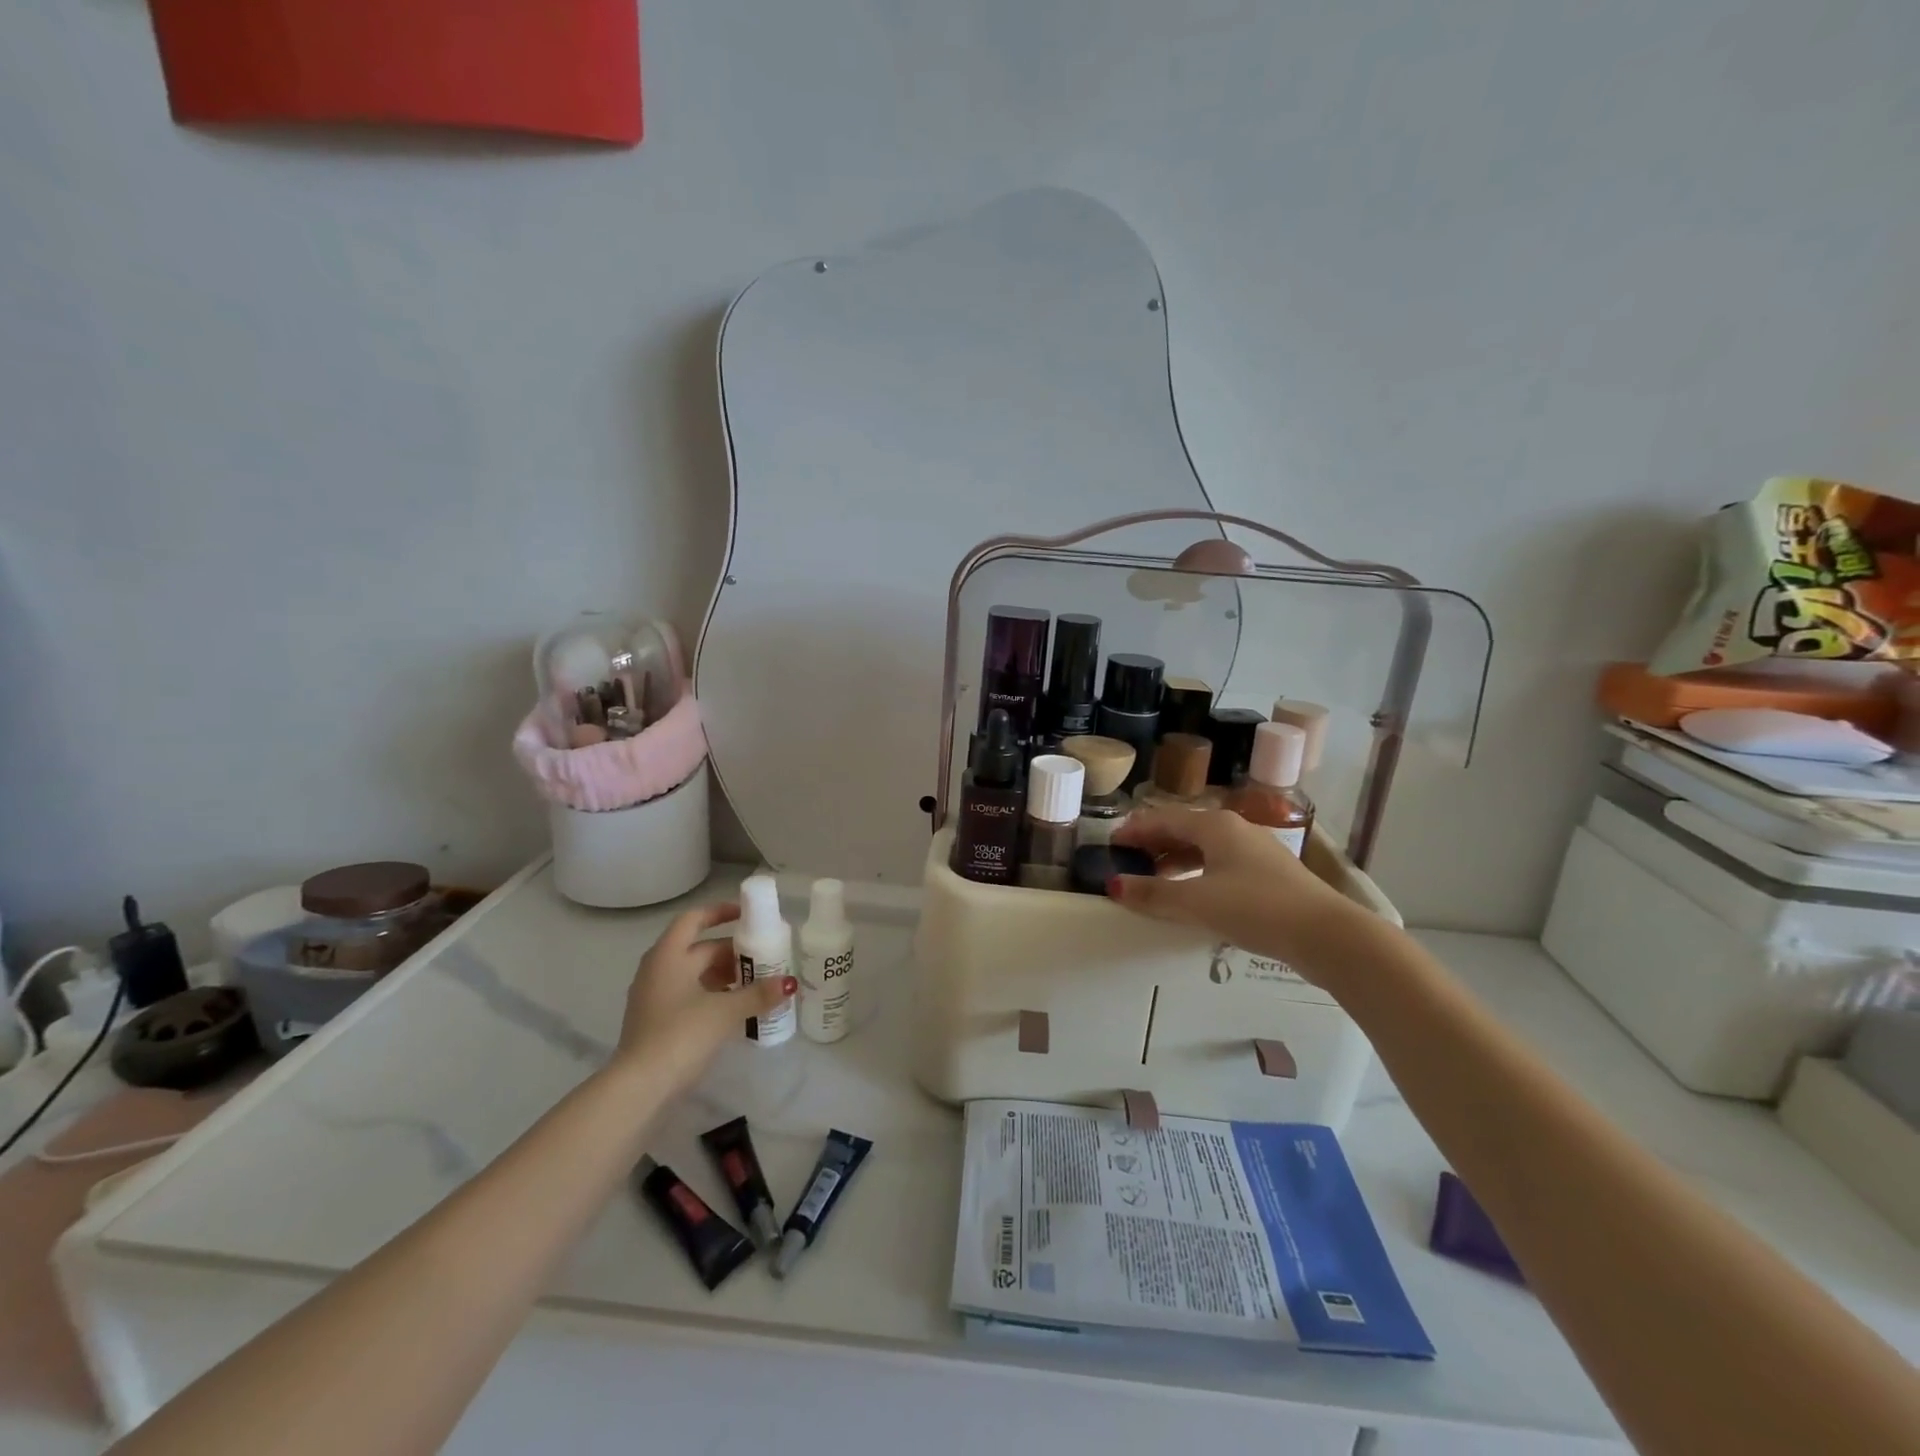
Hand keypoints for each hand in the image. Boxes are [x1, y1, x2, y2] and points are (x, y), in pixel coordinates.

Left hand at [614, 902, 793, 1091]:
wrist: (639, 1089)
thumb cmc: (680, 1035)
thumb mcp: (726, 1012)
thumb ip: (758, 994)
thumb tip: (789, 983)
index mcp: (668, 955)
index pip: (694, 919)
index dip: (721, 912)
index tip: (748, 915)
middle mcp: (657, 969)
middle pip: (699, 949)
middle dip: (732, 952)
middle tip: (765, 957)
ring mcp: (654, 997)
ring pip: (695, 974)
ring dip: (724, 975)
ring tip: (756, 984)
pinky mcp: (656, 1021)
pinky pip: (689, 995)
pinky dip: (713, 995)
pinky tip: (736, 1009)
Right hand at [1110, 807, 1361, 979]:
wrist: (1326, 935)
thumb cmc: (1256, 907)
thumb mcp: (1197, 902)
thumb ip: (1153, 894)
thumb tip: (1114, 886)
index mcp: (1214, 825)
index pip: (1162, 819)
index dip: (1134, 830)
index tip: (1110, 845)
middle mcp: (1235, 830)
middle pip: (1183, 830)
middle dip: (1153, 845)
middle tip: (1127, 863)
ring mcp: (1255, 852)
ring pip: (1204, 848)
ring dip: (1175, 861)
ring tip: (1154, 881)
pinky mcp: (1268, 875)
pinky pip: (1220, 865)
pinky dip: (1197, 874)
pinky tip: (1192, 896)